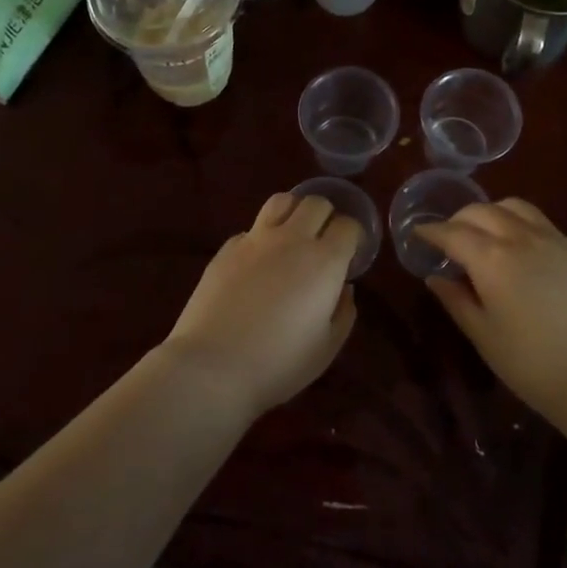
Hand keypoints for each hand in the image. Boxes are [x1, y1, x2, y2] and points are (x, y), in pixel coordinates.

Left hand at [160, 192, 360, 414]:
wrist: (212, 367)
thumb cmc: (278, 364)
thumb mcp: (327, 348)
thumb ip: (343, 312)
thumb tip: (344, 287)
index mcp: (324, 261)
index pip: (348, 225)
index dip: (354, 236)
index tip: (351, 254)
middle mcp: (292, 239)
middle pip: (316, 202)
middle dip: (327, 216)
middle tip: (324, 242)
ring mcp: (255, 239)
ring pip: (281, 201)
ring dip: (294, 212)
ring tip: (293, 235)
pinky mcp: (227, 248)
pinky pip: (252, 229)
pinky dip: (262, 238)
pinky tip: (258, 263)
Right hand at [417, 200, 566, 427]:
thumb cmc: (533, 366)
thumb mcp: (484, 336)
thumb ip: (456, 300)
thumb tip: (436, 277)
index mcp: (492, 260)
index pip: (452, 232)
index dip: (431, 230)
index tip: (419, 233)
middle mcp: (523, 239)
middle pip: (483, 210)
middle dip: (459, 219)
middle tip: (450, 238)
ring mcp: (557, 241)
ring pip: (516, 208)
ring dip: (493, 213)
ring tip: (486, 235)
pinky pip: (545, 226)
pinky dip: (522, 228)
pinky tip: (524, 254)